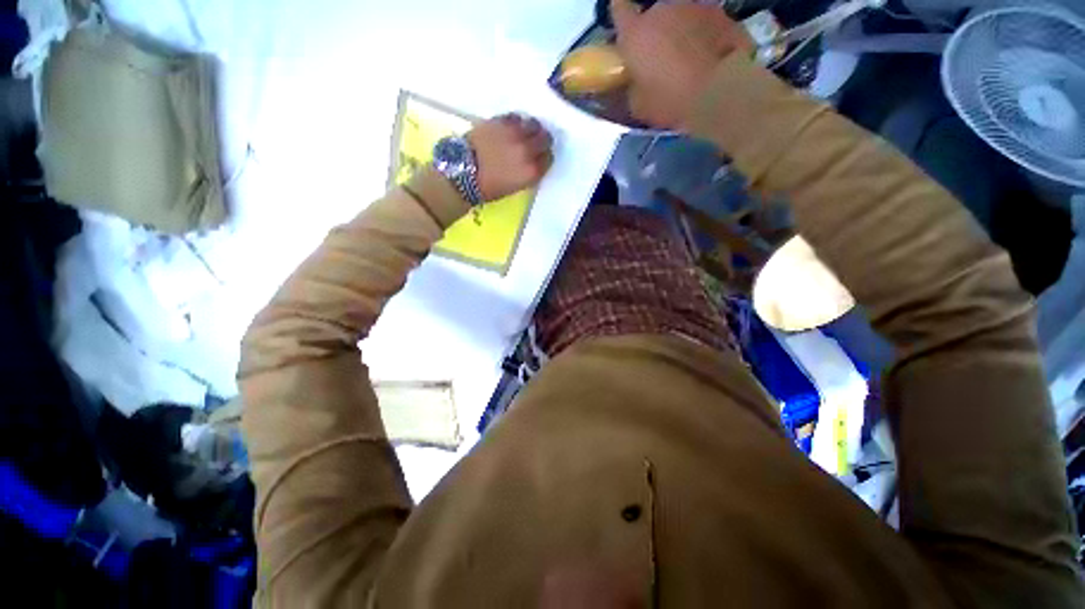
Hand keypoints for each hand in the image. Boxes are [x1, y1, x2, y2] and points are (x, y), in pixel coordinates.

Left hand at [466, 114, 553, 201]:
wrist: (463, 173)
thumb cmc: (488, 188)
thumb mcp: (515, 187)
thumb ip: (528, 173)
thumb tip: (532, 162)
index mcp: (531, 171)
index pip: (548, 158)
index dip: (544, 157)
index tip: (539, 157)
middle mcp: (527, 150)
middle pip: (544, 138)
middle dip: (541, 141)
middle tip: (534, 143)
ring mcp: (514, 133)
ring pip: (533, 124)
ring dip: (531, 129)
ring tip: (523, 133)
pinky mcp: (500, 121)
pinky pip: (516, 117)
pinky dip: (516, 122)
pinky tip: (510, 128)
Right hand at [611, 0, 752, 129]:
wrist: (720, 92)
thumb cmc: (670, 102)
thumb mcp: (639, 105)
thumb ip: (633, 84)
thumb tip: (636, 81)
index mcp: (635, 33)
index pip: (619, 9)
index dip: (621, 16)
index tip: (625, 26)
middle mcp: (662, 10)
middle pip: (654, 16)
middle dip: (656, 33)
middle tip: (662, 60)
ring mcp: (695, 7)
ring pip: (681, 18)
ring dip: (681, 33)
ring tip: (689, 60)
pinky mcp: (722, 14)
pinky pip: (706, 25)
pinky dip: (706, 37)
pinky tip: (709, 59)